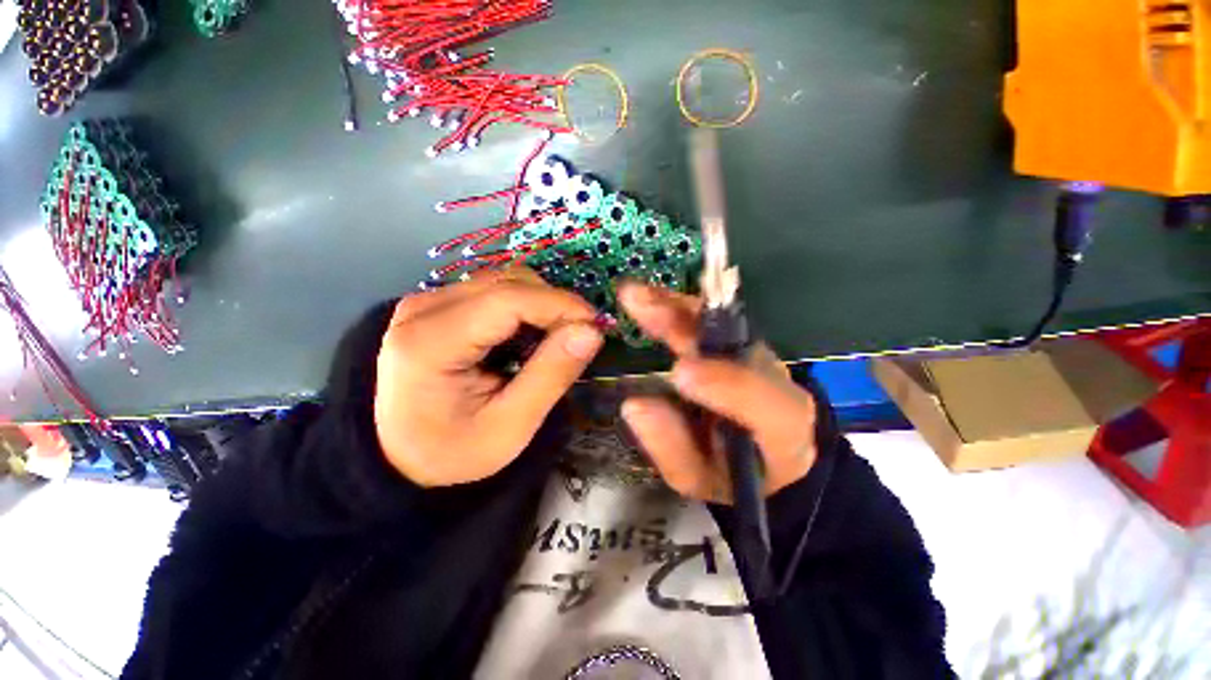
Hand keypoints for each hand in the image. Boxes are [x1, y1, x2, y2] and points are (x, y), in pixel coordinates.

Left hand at [375, 269, 603, 486]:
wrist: (400, 456)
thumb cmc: (453, 450)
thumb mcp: (509, 428)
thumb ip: (551, 376)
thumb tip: (591, 332)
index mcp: (430, 343)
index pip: (507, 299)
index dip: (559, 305)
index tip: (595, 325)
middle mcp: (423, 309)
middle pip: (506, 283)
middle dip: (554, 305)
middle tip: (580, 337)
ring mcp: (427, 302)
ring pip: (503, 281)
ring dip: (541, 304)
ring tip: (556, 340)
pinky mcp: (437, 304)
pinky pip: (494, 291)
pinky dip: (524, 307)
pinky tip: (531, 336)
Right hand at [617, 283, 817, 501]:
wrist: (772, 460)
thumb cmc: (733, 476)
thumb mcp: (700, 479)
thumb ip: (670, 448)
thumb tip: (633, 404)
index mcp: (782, 425)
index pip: (759, 399)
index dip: (720, 383)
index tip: (677, 372)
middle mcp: (774, 377)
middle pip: (735, 344)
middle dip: (685, 323)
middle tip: (640, 305)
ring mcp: (758, 355)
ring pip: (720, 321)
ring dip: (675, 306)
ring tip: (635, 294)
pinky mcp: (741, 344)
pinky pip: (710, 319)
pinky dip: (678, 307)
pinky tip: (651, 298)